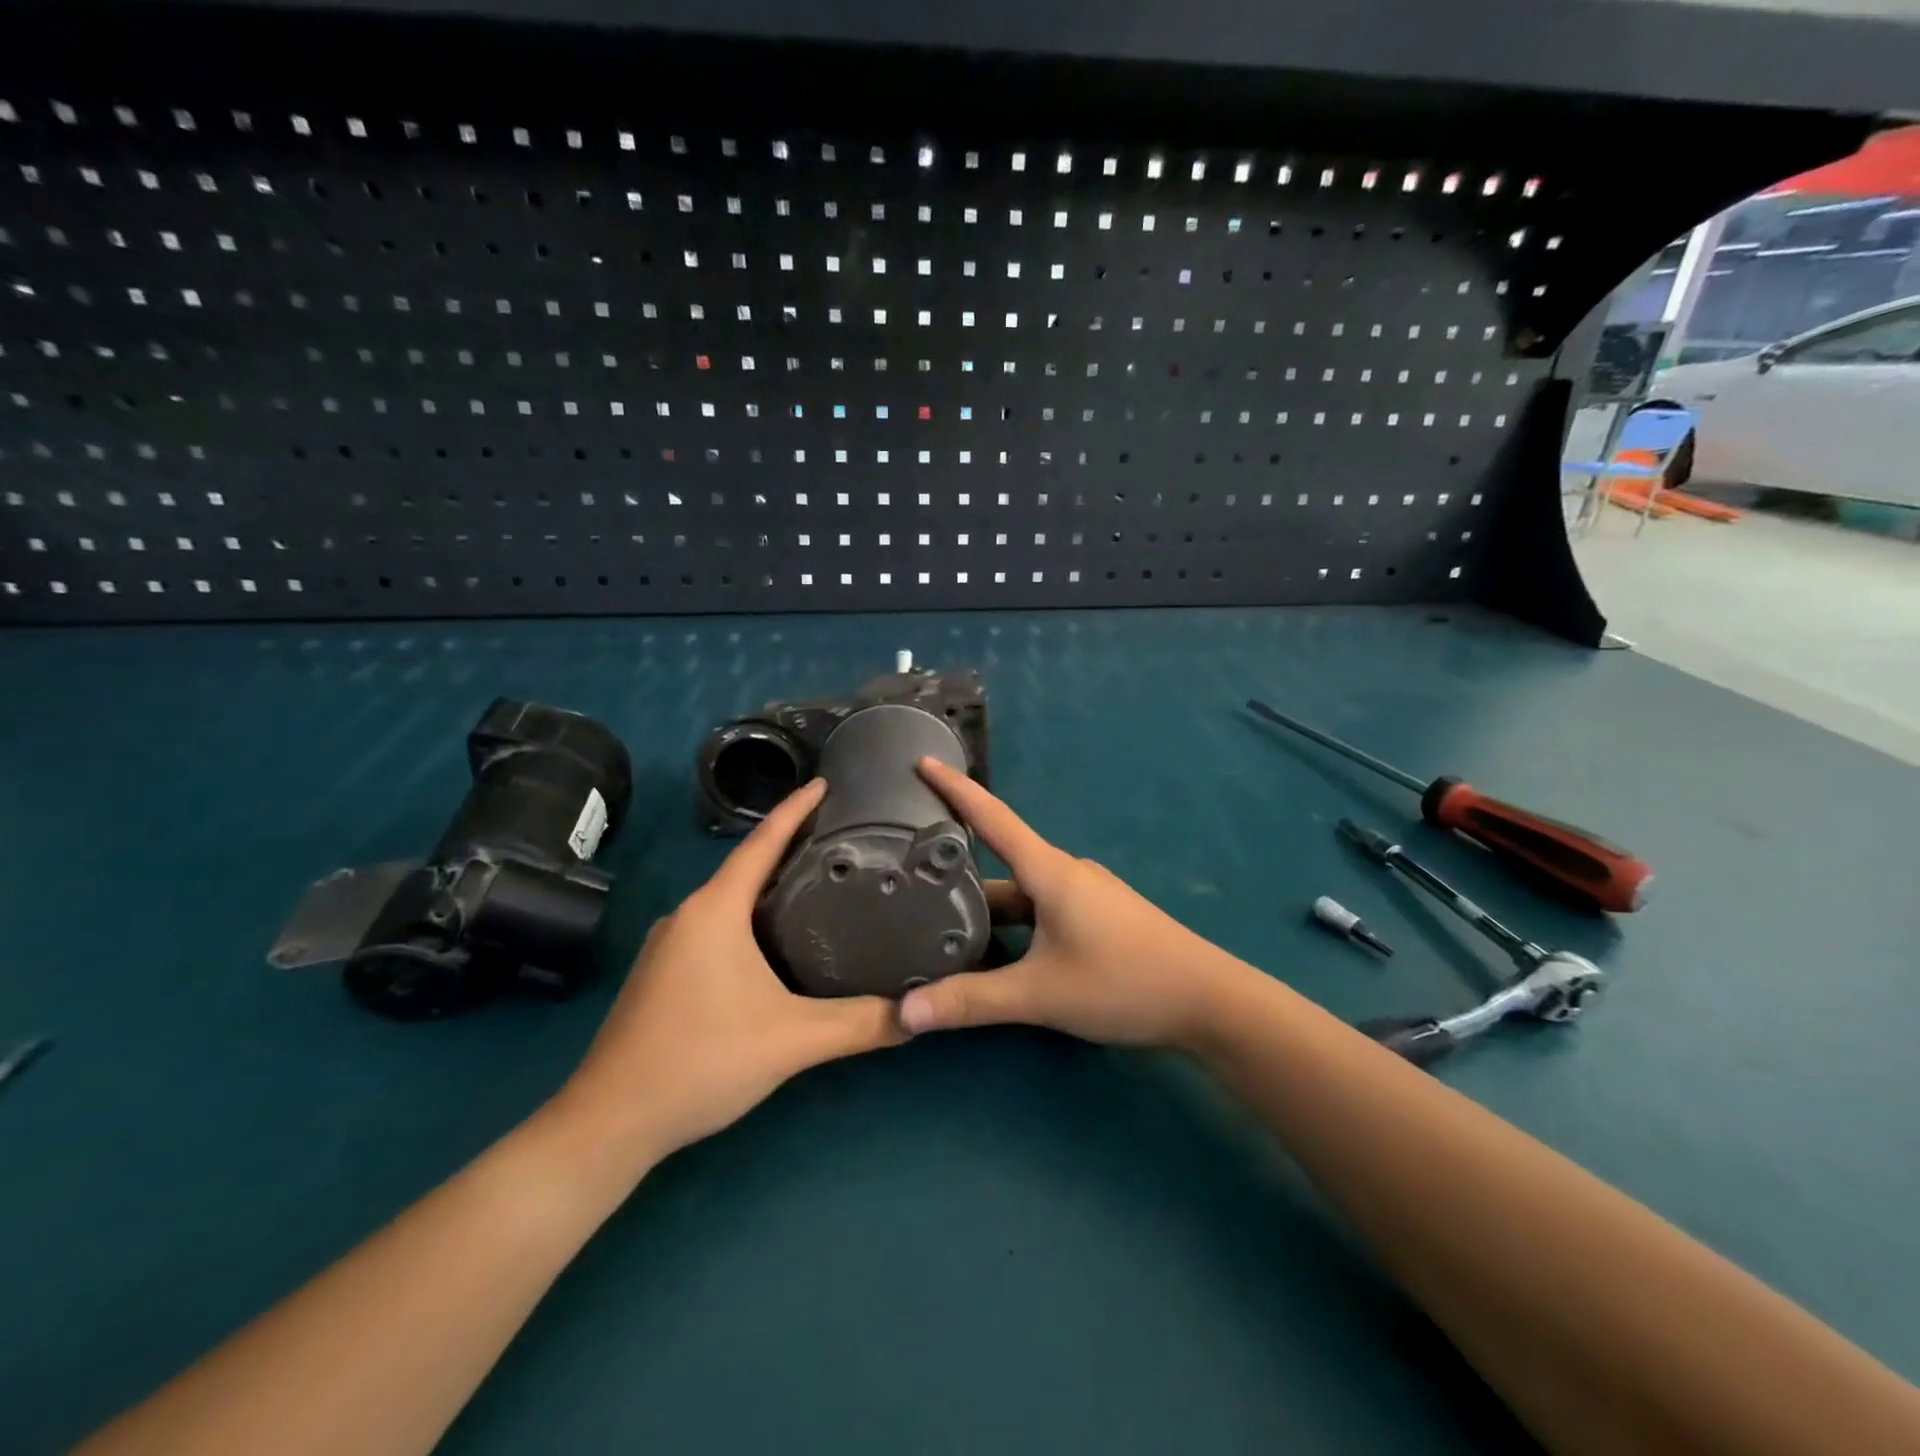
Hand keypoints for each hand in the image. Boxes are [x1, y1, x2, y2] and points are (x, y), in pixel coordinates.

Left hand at [550, 779, 903, 1175]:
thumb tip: (917, 1013)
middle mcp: (688, 915)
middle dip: (790, 846)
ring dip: (768, 884)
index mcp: (716, 911)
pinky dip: (749, 916)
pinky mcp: (662, 973)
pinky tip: (775, 938)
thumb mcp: (792, 1040)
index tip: (827, 783)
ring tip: (818, 882)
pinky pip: (715, 925)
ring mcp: (669, 944)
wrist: (610, 1122)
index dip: (796, 809)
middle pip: (746, 865)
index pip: (762, 843)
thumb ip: (859, 1024)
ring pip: (729, 898)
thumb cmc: (701, 1061)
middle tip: (841, 838)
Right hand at [900, 760, 1254, 1048]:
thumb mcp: (1041, 994)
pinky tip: (997, 950)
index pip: (992, 817)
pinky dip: (1014, 922)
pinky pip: (1043, 908)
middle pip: (1002, 861)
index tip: (922, 760)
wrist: (1209, 1000)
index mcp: (1049, 871)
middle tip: (909, 870)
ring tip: (939, 920)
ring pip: (1022, 891)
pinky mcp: (1099, 917)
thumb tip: (905, 1014)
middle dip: (958, 866)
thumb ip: (972, 1002)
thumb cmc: (1123, 982)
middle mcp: (1065, 873)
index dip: (955, 788)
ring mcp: (1086, 895)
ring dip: (986, 904)